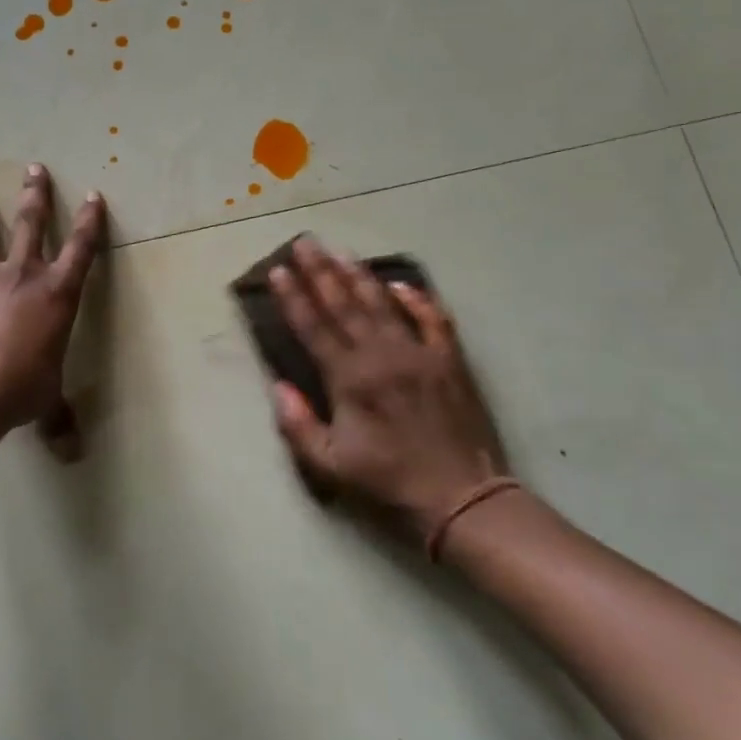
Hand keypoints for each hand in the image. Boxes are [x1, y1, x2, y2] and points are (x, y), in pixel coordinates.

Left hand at [0, 164, 105, 434]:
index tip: (94, 196)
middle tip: (33, 168)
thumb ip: (57, 420)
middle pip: (31, 226)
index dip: (90, 223)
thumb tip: (71, 454)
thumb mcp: (46, 403)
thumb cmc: (21, 387)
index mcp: (57, 295)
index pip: (81, 251)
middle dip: (35, 196)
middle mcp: (22, 278)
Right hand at [269, 238, 509, 533]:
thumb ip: (298, 424)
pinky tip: (400, 284)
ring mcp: (418, 353)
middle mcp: (381, 356)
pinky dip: (417, 299)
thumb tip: (278, 385)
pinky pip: (433, 319)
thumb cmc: (389, 482)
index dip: (293, 297)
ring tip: (340, 250)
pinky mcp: (449, 360)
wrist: (462, 497)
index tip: (279, 270)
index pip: (313, 327)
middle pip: (344, 304)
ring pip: (382, 304)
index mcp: (349, 379)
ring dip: (359, 275)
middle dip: (320, 271)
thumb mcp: (331, 464)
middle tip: (305, 242)